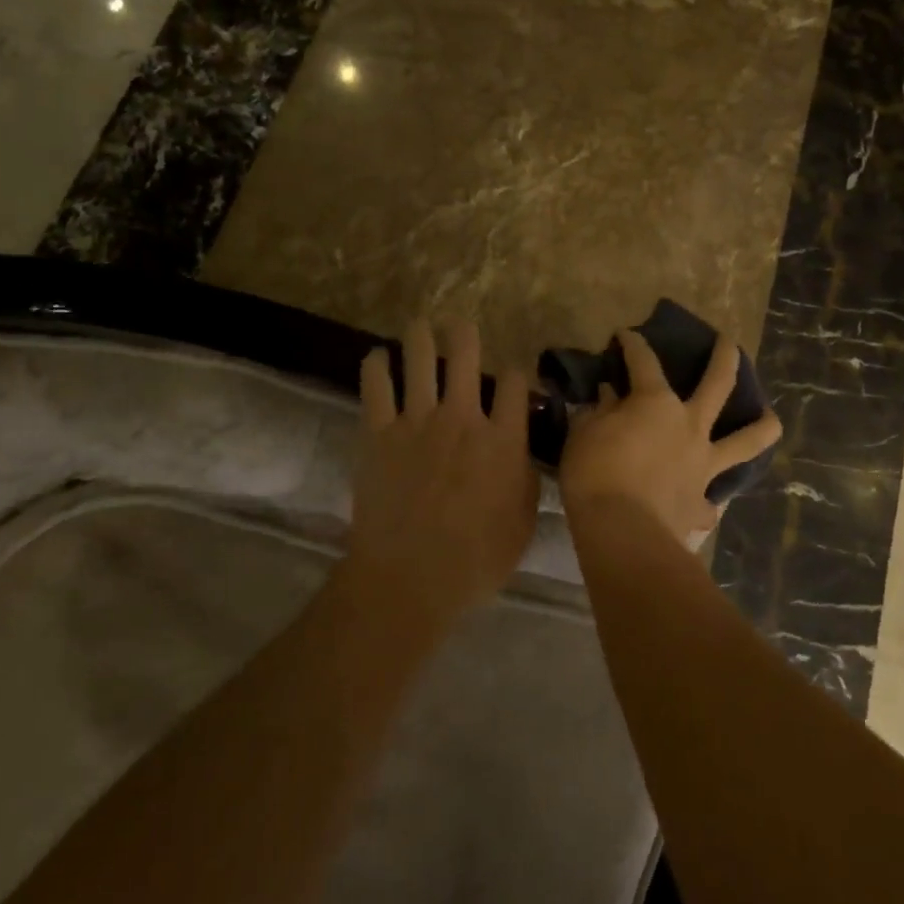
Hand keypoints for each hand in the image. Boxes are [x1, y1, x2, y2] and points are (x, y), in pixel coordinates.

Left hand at [350, 318, 538, 625]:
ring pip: (420, 360)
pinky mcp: (378, 433)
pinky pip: (375, 387)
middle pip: (466, 356)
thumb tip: (524, 455)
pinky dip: (376, 365)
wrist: (409, 578)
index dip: (517, 373)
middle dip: (464, 334)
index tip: (513, 377)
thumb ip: (527, 480)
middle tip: (460, 325)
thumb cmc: (475, 559)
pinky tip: (377, 356)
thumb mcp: (522, 523)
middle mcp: (462, 418)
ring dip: (421, 336)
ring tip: (420, 325)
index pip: (515, 384)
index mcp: (503, 439)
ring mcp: (417, 421)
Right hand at [559, 329, 781, 546]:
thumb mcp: (584, 434)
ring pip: (746, 440)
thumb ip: (600, 411)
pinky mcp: (704, 503)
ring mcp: (703, 464)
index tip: (626, 334)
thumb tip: (609, 394)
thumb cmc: (596, 474)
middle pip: (718, 383)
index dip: (634, 344)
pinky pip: (713, 499)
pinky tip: (708, 501)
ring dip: (762, 426)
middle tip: (731, 343)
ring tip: (771, 418)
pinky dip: (710, 498)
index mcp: (656, 403)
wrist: (623, 532)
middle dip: (726, 357)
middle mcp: (689, 426)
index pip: (644, 362)